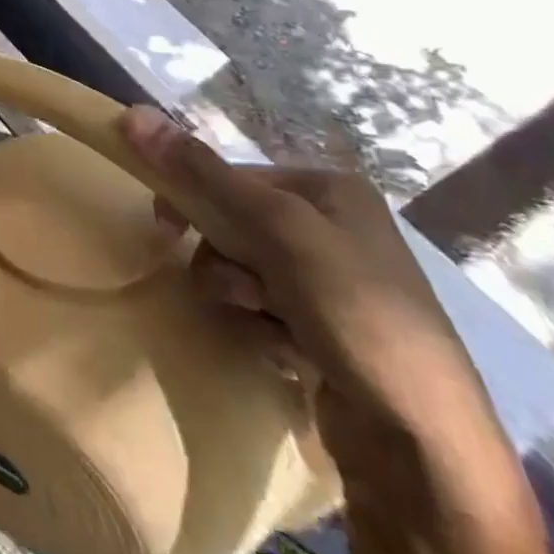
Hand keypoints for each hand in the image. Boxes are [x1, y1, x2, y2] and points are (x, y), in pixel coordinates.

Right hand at [118, 108, 513, 487]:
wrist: (422, 439)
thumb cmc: (354, 310)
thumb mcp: (276, 229)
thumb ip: (202, 173)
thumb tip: (132, 114)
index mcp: (330, 189)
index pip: (232, 175)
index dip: (195, 199)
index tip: (166, 229)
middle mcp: (333, 225)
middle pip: (234, 222)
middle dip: (225, 257)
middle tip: (238, 287)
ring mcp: (331, 280)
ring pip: (241, 267)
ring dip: (239, 294)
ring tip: (267, 322)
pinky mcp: (325, 327)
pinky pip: (262, 306)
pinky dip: (261, 324)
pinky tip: (287, 347)